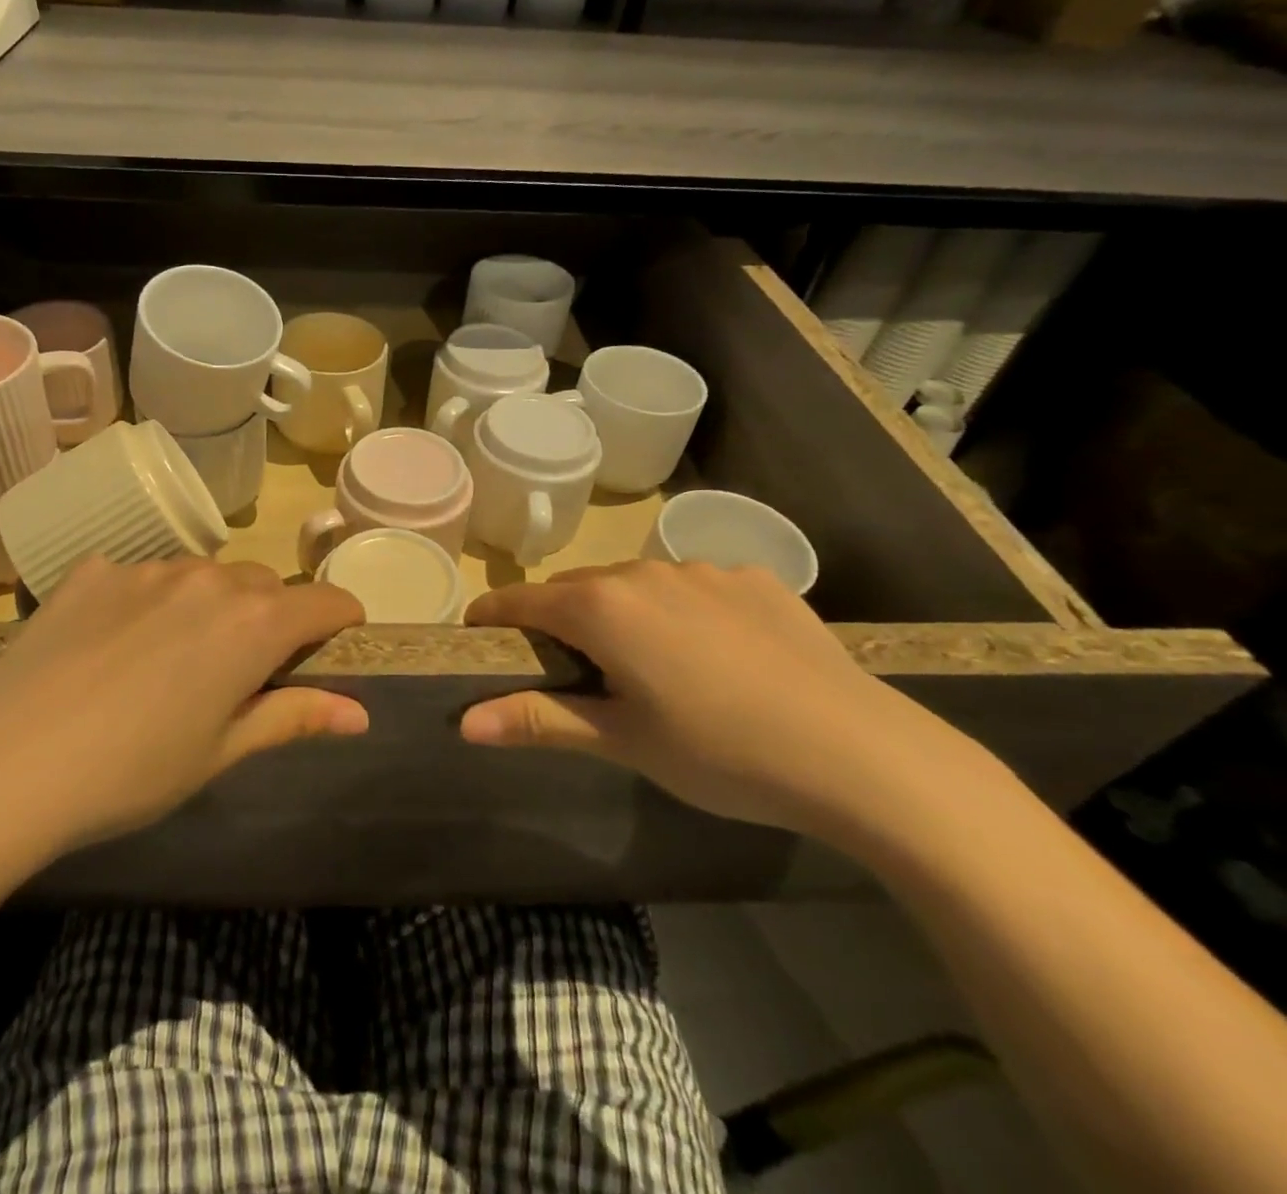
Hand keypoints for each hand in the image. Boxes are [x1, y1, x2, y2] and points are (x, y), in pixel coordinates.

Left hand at [0, 557, 366, 861]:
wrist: (0, 764)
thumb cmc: (130, 772)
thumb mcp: (219, 752)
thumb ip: (293, 717)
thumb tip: (359, 713)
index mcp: (253, 623)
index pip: (325, 602)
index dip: (341, 619)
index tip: (339, 641)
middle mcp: (208, 579)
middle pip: (265, 585)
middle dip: (272, 618)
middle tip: (244, 672)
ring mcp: (146, 568)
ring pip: (205, 576)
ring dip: (212, 606)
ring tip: (174, 661)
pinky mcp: (92, 570)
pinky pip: (143, 576)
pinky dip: (150, 601)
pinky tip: (114, 646)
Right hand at [463, 560, 968, 836]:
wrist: (863, 756)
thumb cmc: (721, 753)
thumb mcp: (623, 741)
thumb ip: (539, 720)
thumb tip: (464, 723)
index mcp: (603, 608)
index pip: (522, 601)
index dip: (493, 617)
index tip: (480, 638)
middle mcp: (645, 573)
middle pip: (577, 590)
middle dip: (560, 622)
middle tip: (572, 673)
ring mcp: (706, 570)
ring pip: (636, 586)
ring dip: (621, 615)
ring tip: (649, 669)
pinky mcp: (756, 580)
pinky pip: (694, 587)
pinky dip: (681, 612)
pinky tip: (717, 658)